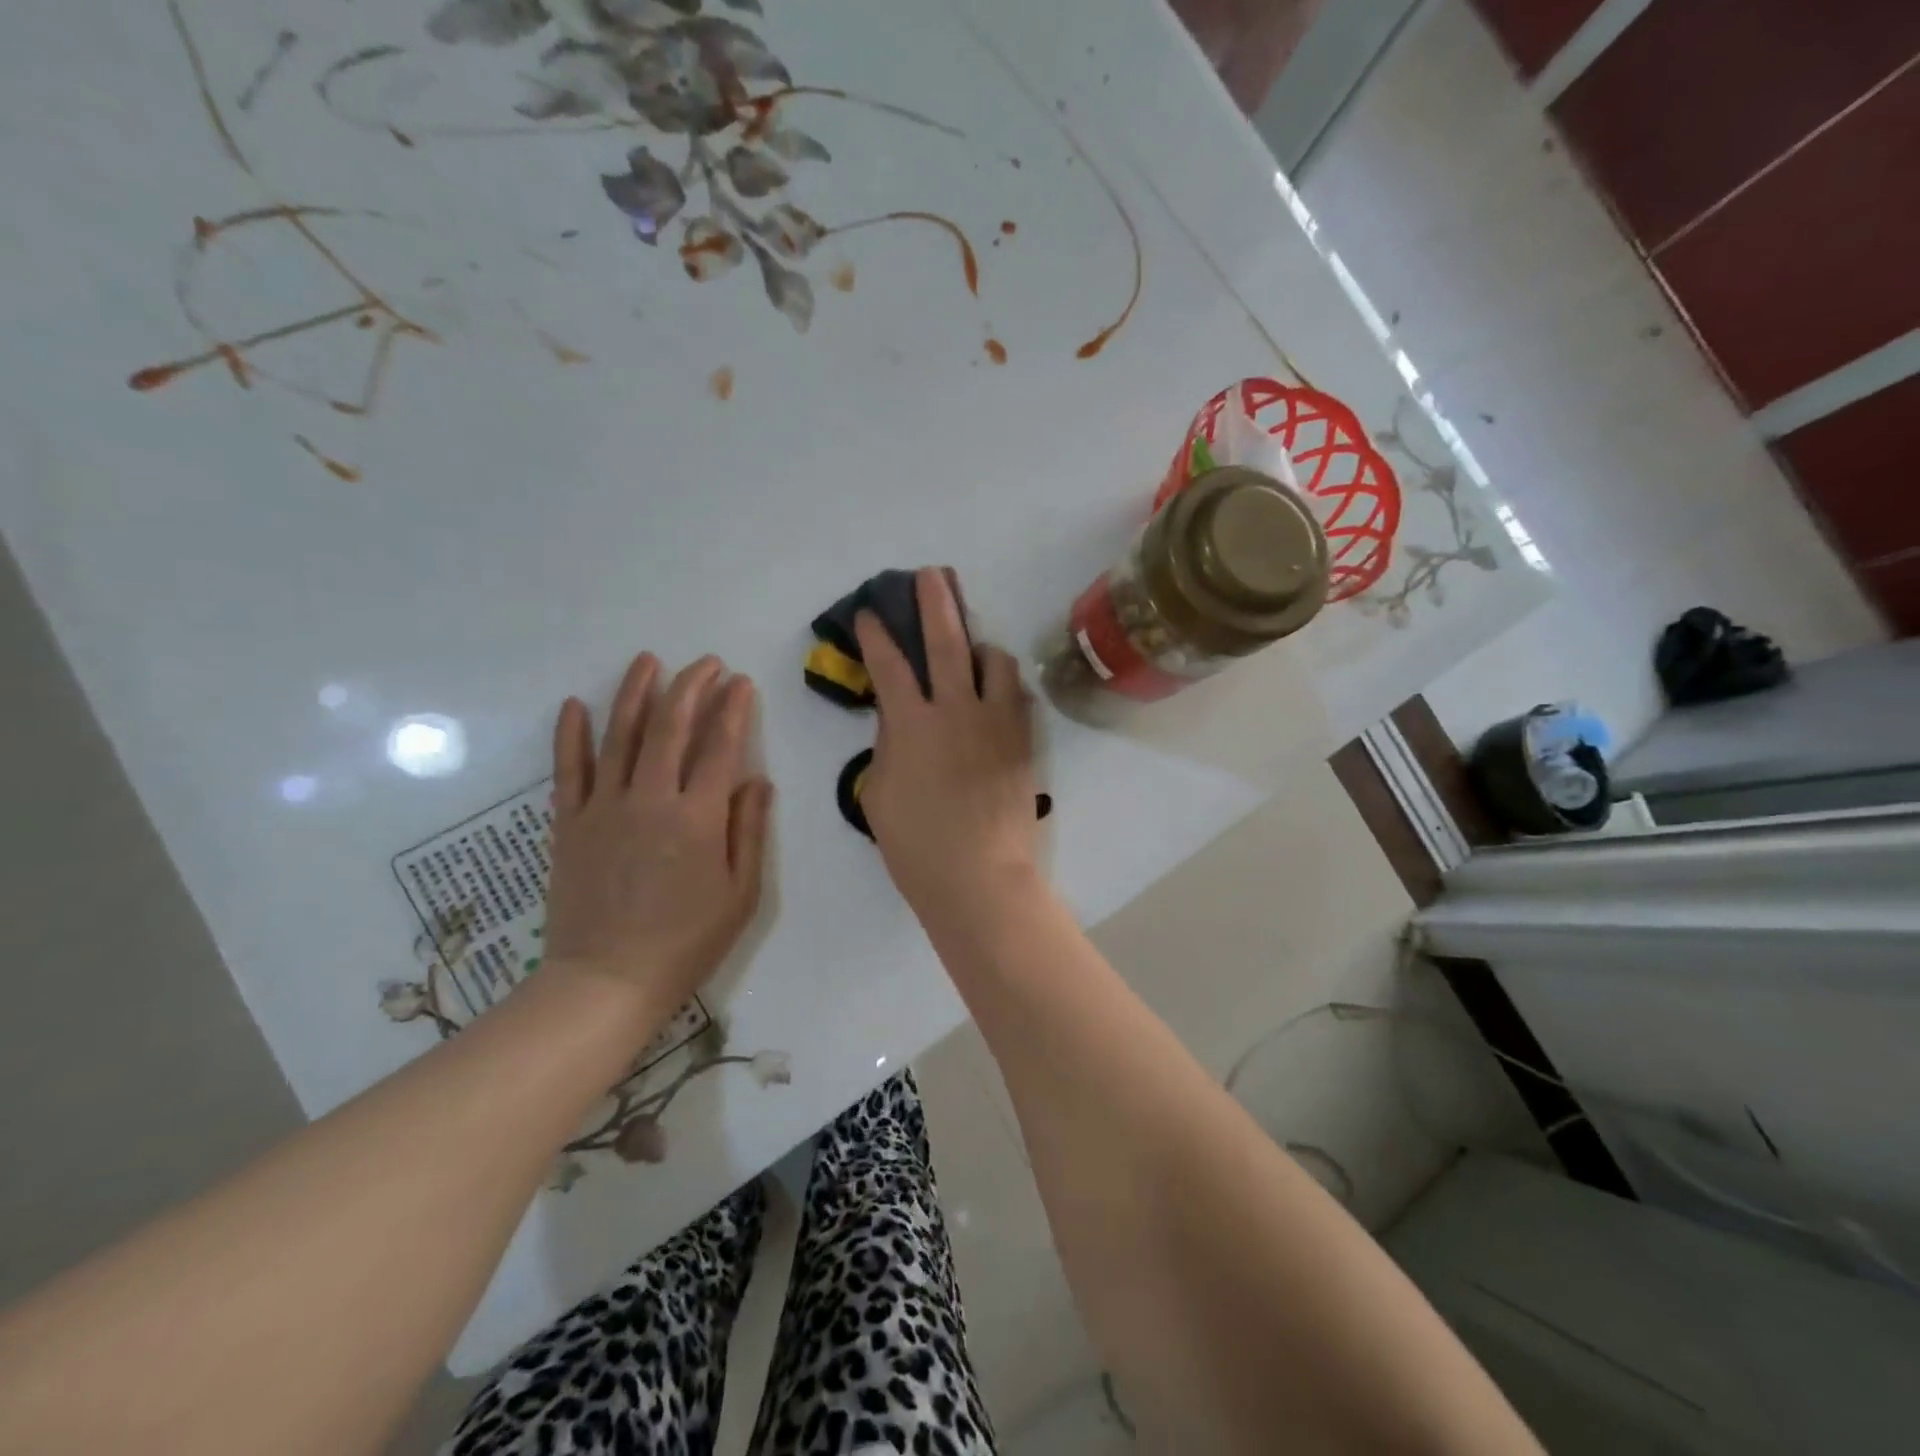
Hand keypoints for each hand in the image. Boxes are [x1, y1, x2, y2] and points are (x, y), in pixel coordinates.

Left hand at [543, 654, 772, 1017]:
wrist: (607, 982)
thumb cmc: (686, 942)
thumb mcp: (741, 894)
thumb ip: (749, 831)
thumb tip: (757, 780)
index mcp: (698, 818)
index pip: (721, 747)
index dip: (733, 709)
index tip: (741, 683)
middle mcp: (651, 800)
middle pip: (671, 728)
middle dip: (691, 687)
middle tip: (706, 663)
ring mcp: (604, 808)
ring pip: (620, 736)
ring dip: (635, 693)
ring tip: (648, 661)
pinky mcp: (569, 824)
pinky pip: (569, 770)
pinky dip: (571, 735)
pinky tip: (575, 704)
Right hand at [855, 568, 1041, 926]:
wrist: (979, 877)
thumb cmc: (916, 845)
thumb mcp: (879, 793)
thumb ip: (888, 744)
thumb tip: (897, 715)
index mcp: (913, 724)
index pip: (889, 665)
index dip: (876, 634)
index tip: (870, 614)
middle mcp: (956, 710)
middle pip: (946, 641)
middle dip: (935, 602)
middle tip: (931, 574)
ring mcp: (996, 722)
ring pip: (994, 660)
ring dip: (979, 645)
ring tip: (972, 646)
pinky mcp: (1022, 740)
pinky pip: (1017, 694)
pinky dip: (1003, 682)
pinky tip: (996, 687)